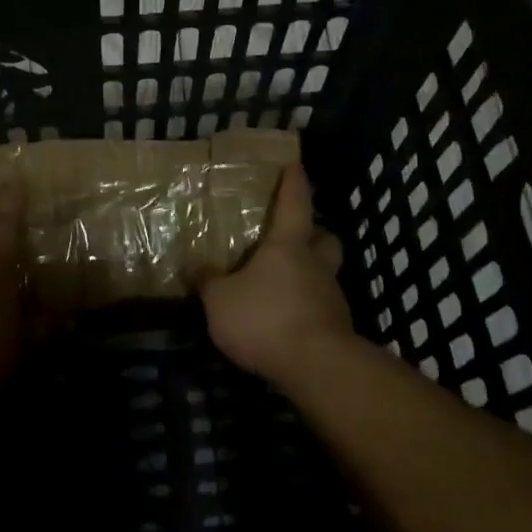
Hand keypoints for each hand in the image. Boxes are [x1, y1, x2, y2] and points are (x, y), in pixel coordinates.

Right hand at [201, 163, 352, 382]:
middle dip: (314, 232)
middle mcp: (316, 264)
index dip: (293, 182)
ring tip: (283, 285)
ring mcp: (331, 297)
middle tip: (296, 236)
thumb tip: (194, 266)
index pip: (294, 203)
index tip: (294, 164)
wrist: (316, 367)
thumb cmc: (265, 318)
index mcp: (288, 245)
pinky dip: (307, 307)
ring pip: (326, 273)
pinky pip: (322, 306)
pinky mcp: (338, 328)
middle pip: (325, 238)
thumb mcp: (220, 300)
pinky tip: (287, 320)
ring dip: (310, 273)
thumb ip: (208, 282)